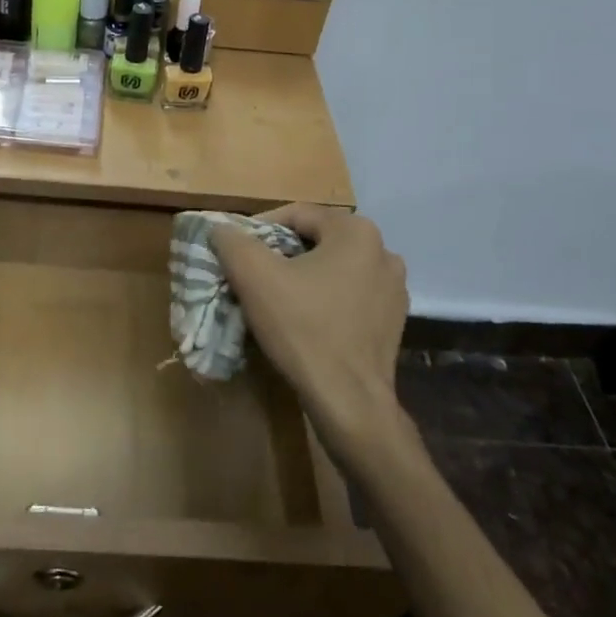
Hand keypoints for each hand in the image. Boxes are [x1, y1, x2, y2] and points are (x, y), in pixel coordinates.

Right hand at [210, 205, 408, 448]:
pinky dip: (325, 300)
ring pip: (333, 268)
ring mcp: (394, 288)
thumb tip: (222, 228)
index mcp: (356, 231)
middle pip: (316, 240)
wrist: (349, 402)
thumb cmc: (302, 328)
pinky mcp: (394, 320)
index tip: (236, 252)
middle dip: (281, 254)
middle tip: (252, 275)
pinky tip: (305, 321)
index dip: (259, 229)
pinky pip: (350, 296)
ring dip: (303, 277)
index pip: (295, 214)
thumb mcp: (254, 276)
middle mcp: (383, 251)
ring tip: (275, 298)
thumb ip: (233, 241)